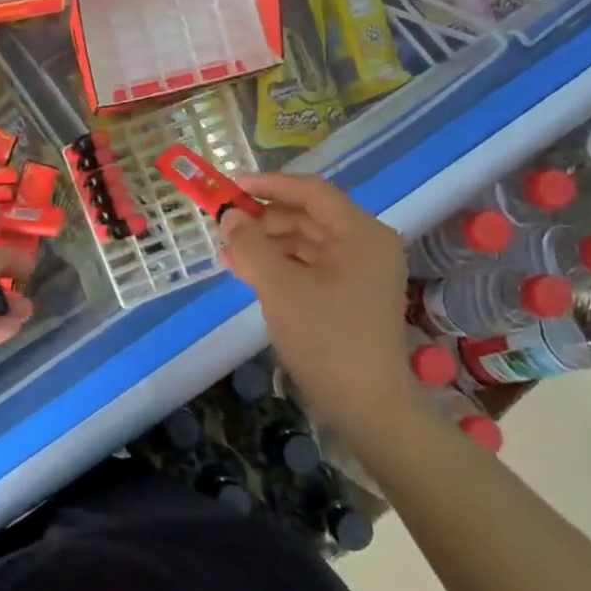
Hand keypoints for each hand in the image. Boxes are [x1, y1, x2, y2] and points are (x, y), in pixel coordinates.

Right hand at [218, 173, 415, 429]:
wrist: (366, 406)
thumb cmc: (326, 338)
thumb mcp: (279, 287)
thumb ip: (250, 245)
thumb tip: (228, 216)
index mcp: (361, 233)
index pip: (311, 192)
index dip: (269, 185)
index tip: (230, 186)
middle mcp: (366, 244)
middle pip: (308, 216)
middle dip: (264, 219)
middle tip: (224, 226)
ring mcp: (360, 271)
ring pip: (306, 242)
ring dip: (267, 243)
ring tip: (229, 253)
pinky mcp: (350, 295)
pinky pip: (310, 266)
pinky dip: (280, 265)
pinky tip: (249, 272)